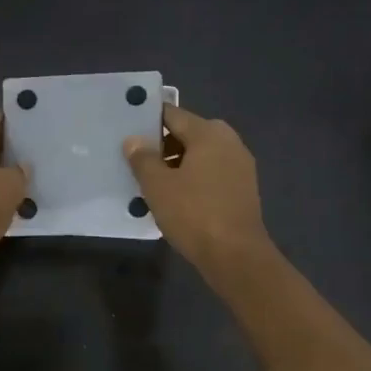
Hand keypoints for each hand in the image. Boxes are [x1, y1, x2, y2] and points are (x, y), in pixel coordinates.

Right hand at [125, 105, 274, 278]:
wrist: (235, 255)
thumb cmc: (193, 214)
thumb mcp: (158, 186)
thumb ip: (143, 158)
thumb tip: (134, 140)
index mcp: (209, 133)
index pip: (172, 114)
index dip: (148, 120)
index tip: (127, 129)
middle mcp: (229, 141)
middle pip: (188, 134)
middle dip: (161, 145)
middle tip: (134, 159)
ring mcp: (240, 166)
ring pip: (200, 156)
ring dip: (177, 164)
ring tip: (151, 182)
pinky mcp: (243, 189)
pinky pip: (211, 174)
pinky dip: (193, 179)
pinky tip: (176, 198)